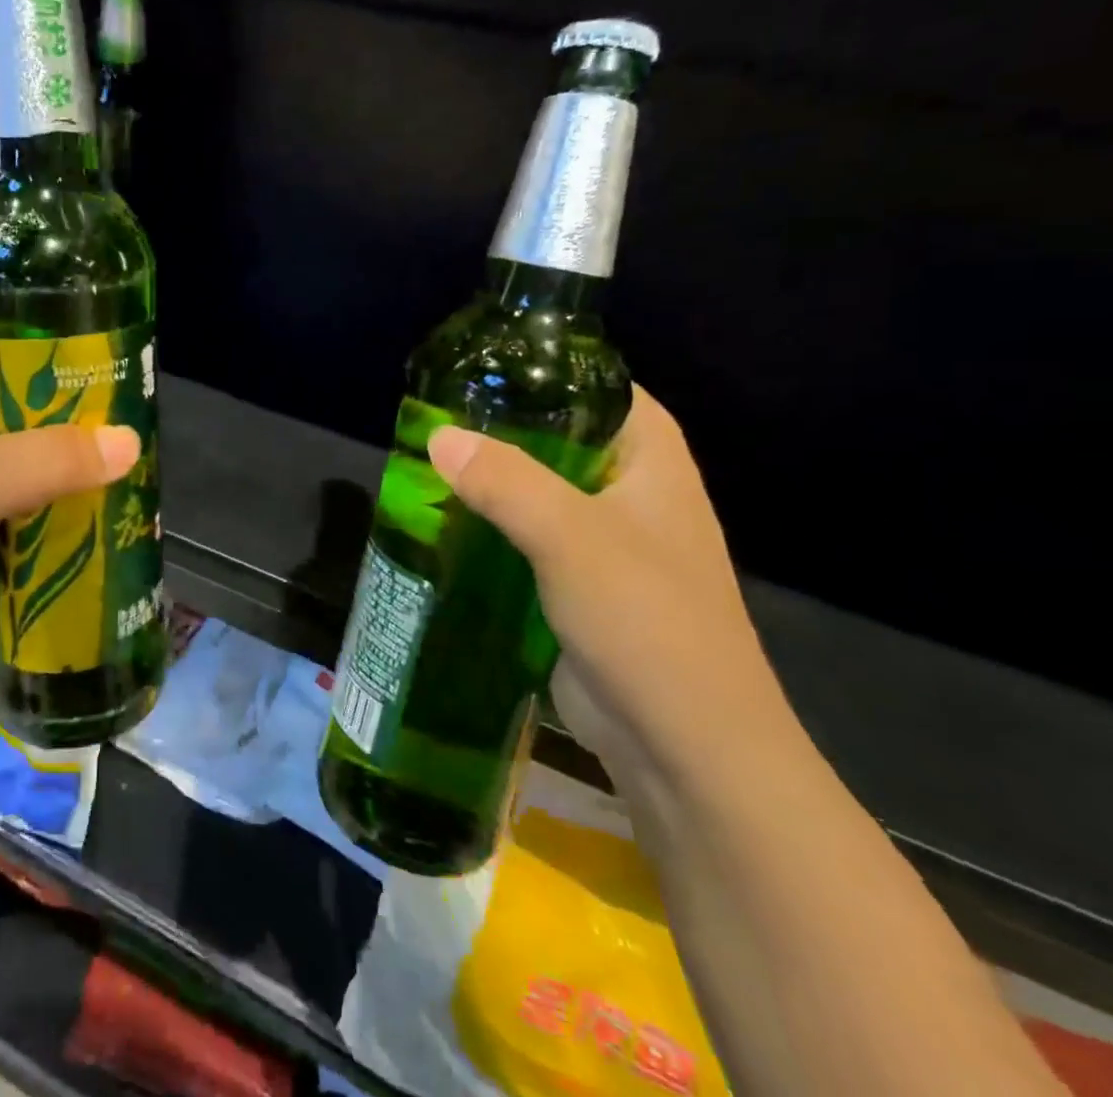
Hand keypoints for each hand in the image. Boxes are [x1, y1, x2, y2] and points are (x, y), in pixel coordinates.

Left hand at [0, 326, 139, 711]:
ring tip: (145, 437)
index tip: (101, 319)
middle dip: (76, 391)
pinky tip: (122, 492)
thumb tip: (132, 441)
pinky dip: (74, 497)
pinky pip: (42, 497)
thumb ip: (47, 460)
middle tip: (139, 387)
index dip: (38, 319)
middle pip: (23, 388)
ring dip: (81, 450)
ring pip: (38, 446)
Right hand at [427, 388, 791, 779]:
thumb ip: (505, 481)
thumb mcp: (572, 538)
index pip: (605, 389)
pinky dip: (492, 527)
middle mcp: (633, 494)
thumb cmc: (646, 622)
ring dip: (491, 481)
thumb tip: (439, 435)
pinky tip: (445, 523)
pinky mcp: (578, 587)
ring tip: (428, 462)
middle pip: (564, 439)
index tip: (486, 364)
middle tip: (437, 414)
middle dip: (505, 427)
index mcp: (653, 464)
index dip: (552, 370)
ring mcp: (606, 544)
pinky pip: (528, 539)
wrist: (684, 749)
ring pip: (540, 492)